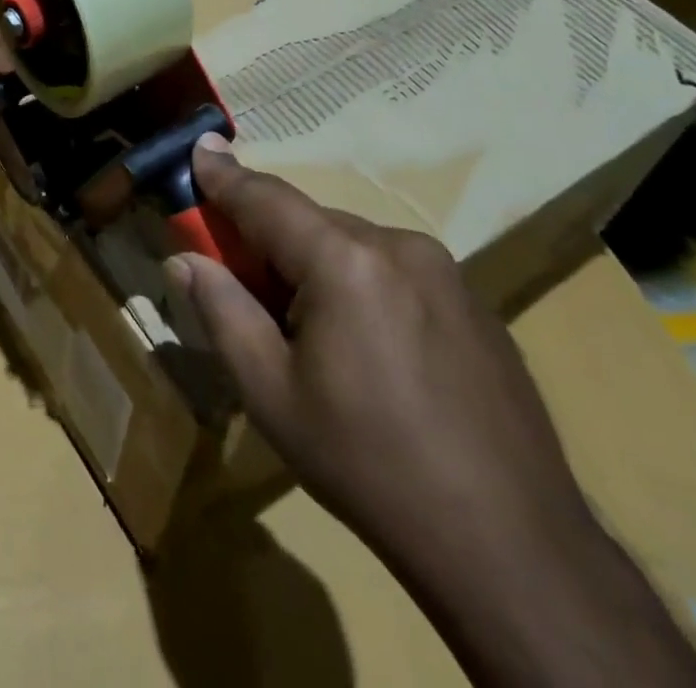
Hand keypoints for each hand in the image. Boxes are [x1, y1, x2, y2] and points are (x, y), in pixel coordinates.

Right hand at [169, 136, 695, 685]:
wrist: (512, 547)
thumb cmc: (369, 465)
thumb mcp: (272, 394)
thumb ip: (222, 311)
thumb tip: (183, 259)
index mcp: (344, 261)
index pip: (265, 199)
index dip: (225, 176)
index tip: (199, 148)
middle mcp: (398, 245)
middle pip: (310, 222)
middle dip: (268, 238)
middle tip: (239, 277)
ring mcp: (445, 270)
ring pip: (353, 244)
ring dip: (315, 263)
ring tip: (306, 330)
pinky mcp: (473, 300)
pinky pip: (394, 269)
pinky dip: (360, 282)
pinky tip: (367, 348)